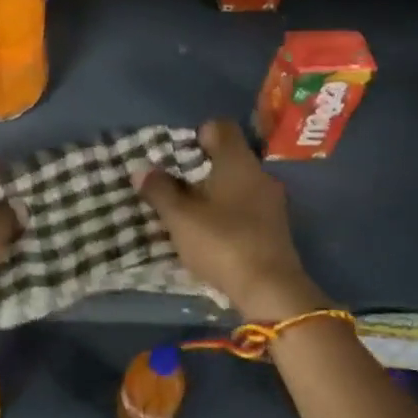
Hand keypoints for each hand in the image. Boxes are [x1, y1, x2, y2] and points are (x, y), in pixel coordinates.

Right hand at [139, 119, 324, 323]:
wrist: (271, 290)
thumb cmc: (223, 242)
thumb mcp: (181, 217)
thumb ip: (160, 190)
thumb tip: (142, 170)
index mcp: (238, 161)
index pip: (221, 127)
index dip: (198, 134)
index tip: (178, 154)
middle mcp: (259, 174)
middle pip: (229, 157)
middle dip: (201, 168)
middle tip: (175, 185)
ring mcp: (271, 202)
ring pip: (238, 184)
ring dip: (215, 192)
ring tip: (189, 211)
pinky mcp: (275, 228)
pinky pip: (247, 207)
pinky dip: (229, 212)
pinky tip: (212, 232)